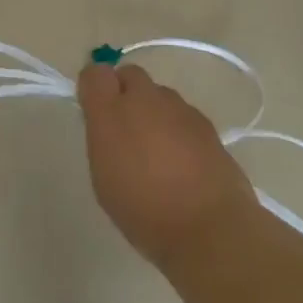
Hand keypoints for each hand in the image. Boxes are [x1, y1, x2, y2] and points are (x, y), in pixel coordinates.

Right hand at [77, 63, 258, 268]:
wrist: (209, 228)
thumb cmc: (144, 211)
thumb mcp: (104, 178)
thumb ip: (102, 138)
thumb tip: (107, 121)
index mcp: (112, 113)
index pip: (95, 74)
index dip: (94, 86)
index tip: (94, 109)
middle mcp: (145, 101)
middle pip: (130, 75)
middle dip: (124, 91)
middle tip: (125, 127)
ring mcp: (180, 109)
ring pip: (159, 94)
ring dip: (153, 111)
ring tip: (157, 149)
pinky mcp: (206, 124)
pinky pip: (182, 114)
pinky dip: (177, 128)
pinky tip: (182, 160)